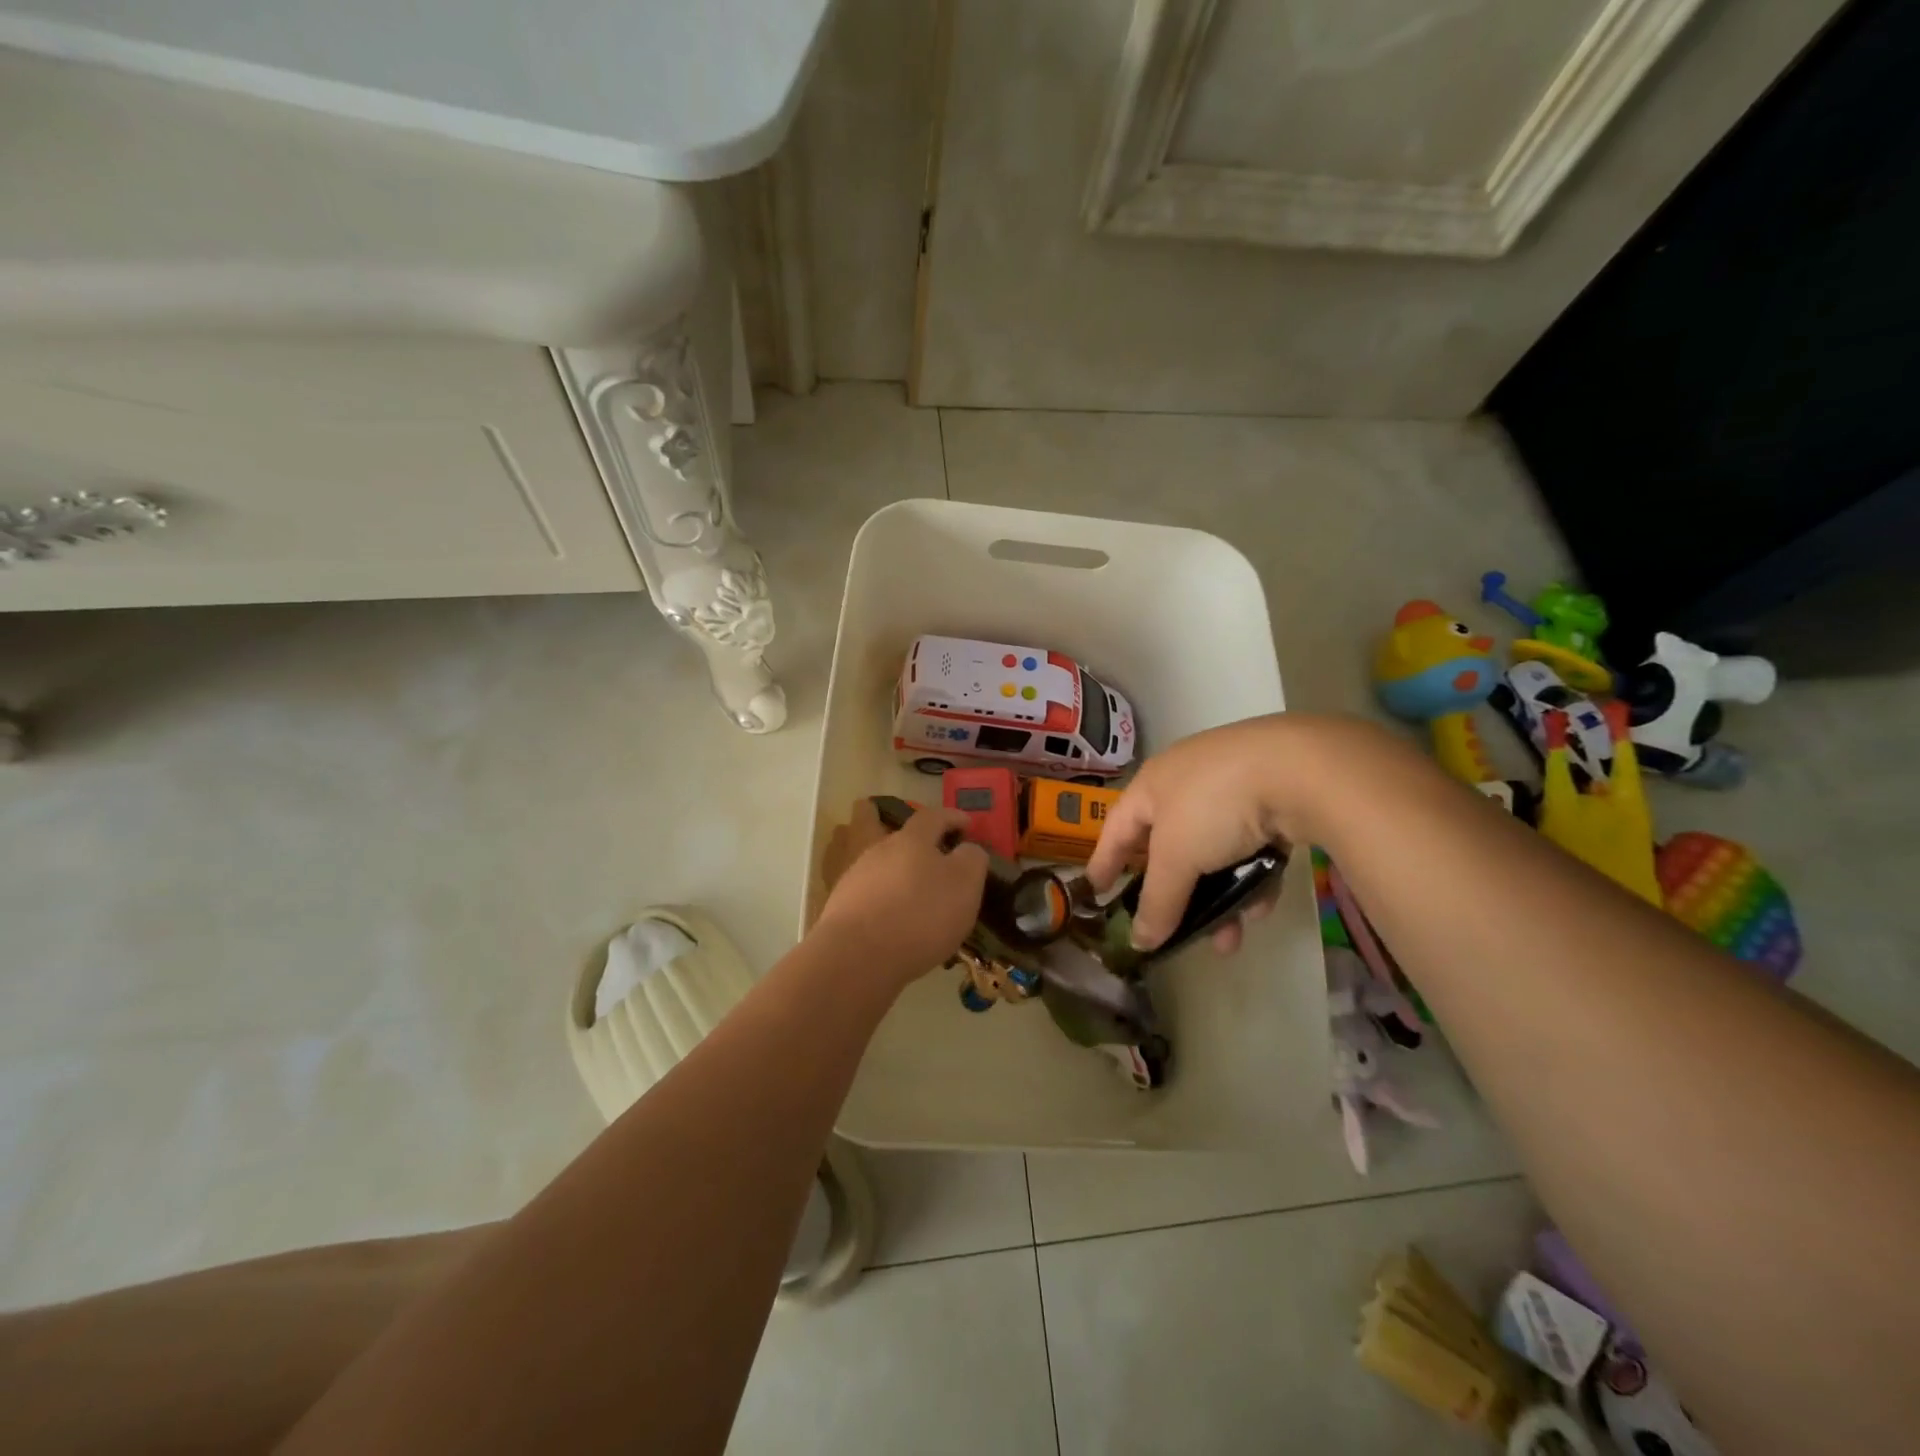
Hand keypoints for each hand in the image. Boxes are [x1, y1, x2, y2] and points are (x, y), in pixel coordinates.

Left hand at [814, 799, 988, 987]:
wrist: (857, 956)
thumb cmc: (920, 915)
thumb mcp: (964, 885)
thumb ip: (972, 860)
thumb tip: (968, 849)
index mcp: (912, 839)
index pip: (934, 815)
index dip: (952, 817)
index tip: (967, 825)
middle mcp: (879, 850)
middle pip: (898, 836)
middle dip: (918, 845)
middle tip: (936, 859)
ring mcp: (855, 877)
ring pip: (879, 865)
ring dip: (897, 874)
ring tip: (915, 896)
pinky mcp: (841, 906)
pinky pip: (867, 894)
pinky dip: (882, 900)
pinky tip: (894, 921)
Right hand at [1089, 715, 1371, 950]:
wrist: (1301, 768)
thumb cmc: (1215, 805)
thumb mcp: (1177, 857)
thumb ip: (1158, 901)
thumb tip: (1139, 942)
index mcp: (1153, 784)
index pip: (1118, 827)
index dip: (1105, 860)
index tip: (1096, 891)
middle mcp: (1188, 783)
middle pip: (1172, 849)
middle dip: (1176, 896)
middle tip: (1173, 931)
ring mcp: (1233, 788)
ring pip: (1215, 854)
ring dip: (1219, 899)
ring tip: (1230, 941)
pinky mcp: (1274, 798)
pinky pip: (1252, 847)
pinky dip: (1252, 879)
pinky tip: (1262, 907)